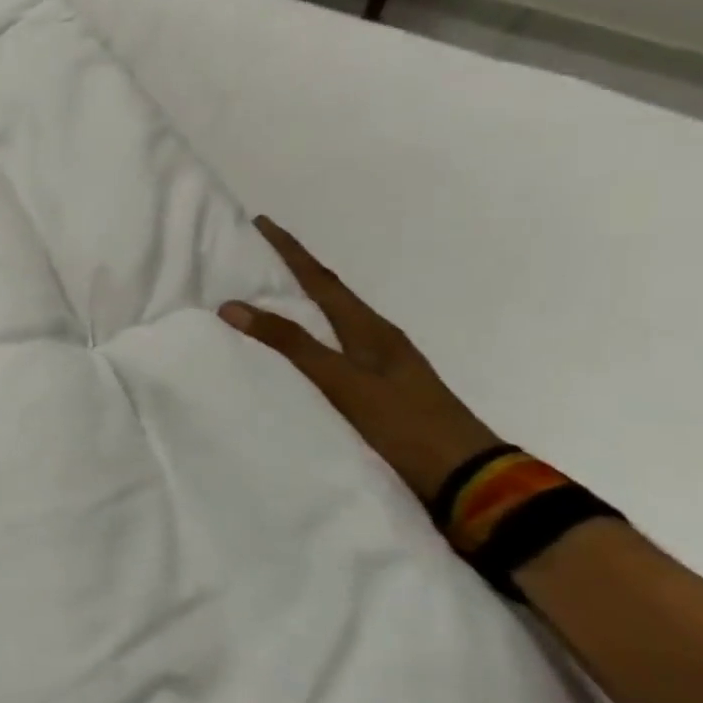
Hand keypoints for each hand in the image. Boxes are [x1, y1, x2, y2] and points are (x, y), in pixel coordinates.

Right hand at [218, 216, 499, 503]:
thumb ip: (290, 344)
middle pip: (328, 294)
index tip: (262, 223)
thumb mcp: (342, 381)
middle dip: (294, 270)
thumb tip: (232, 305)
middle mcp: (376, 338)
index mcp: (370, 329)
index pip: (321, 279)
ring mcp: (381, 364)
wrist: (470, 480)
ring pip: (331, 320)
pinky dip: (307, 336)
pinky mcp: (378, 389)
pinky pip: (332, 347)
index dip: (291, 250)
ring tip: (265, 295)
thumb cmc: (403, 424)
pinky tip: (293, 348)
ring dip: (300, 303)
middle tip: (256, 254)